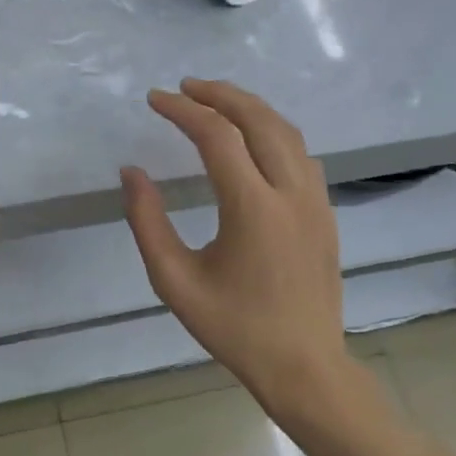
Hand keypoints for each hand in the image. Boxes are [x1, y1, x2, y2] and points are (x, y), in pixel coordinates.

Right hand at [121, 79, 352, 404]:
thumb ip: (147, 222)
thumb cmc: (234, 328)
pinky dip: (272, 130)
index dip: (182, 110)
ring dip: (249, 107)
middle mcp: (291, 193)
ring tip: (214, 101)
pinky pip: (300, 153)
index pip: (216, 136)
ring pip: (286, 131)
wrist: (305, 368)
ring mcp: (315, 200)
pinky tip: (251, 139)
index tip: (154, 99)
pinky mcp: (325, 212)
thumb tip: (131, 172)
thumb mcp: (174, 280)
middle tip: (185, 87)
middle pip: (258, 119)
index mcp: (253, 208)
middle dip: (219, 94)